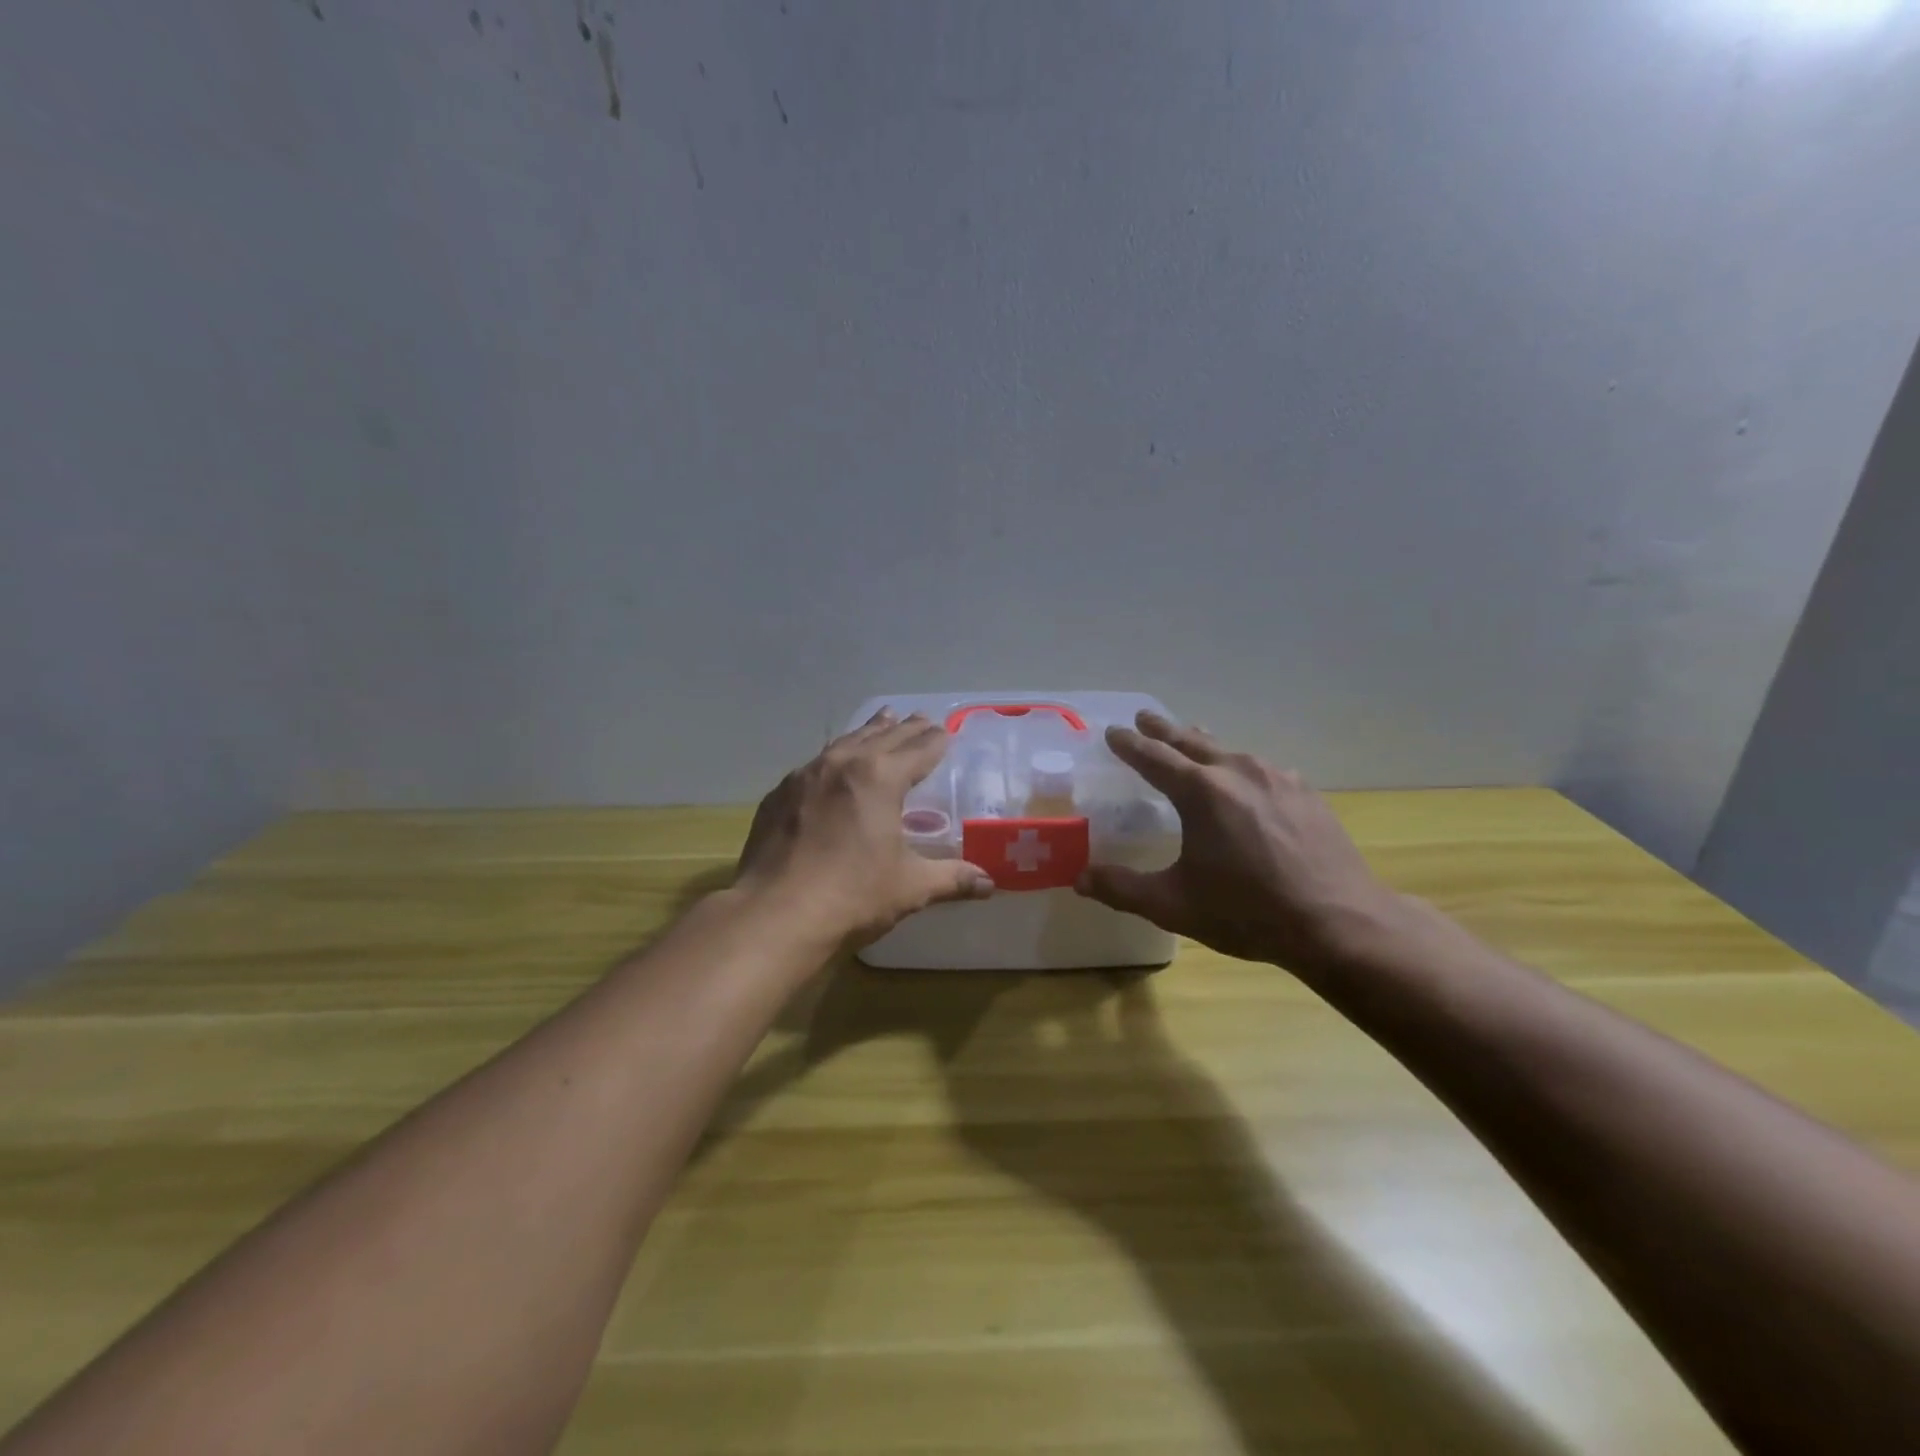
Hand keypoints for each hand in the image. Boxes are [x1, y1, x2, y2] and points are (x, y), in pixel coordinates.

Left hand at [736, 710, 994, 946]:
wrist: (775, 914)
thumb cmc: (852, 896)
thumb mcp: (910, 887)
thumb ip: (952, 879)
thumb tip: (990, 884)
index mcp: (881, 778)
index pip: (919, 749)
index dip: (936, 740)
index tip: (947, 732)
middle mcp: (843, 764)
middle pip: (882, 736)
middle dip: (906, 728)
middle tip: (923, 718)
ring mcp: (805, 776)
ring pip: (845, 743)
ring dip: (869, 732)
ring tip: (882, 720)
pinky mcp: (779, 795)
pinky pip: (815, 765)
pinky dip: (834, 758)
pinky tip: (833, 766)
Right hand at [1076, 712, 1411, 973]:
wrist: (1340, 922)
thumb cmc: (1248, 912)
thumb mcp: (1174, 905)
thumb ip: (1122, 888)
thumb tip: (1079, 879)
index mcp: (1200, 792)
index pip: (1153, 757)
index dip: (1129, 744)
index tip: (1113, 732)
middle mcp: (1237, 772)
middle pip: (1191, 741)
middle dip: (1164, 729)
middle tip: (1145, 717)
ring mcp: (1277, 778)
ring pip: (1229, 751)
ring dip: (1203, 744)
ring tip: (1192, 740)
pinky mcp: (1305, 793)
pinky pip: (1261, 769)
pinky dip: (1239, 766)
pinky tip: (1245, 780)